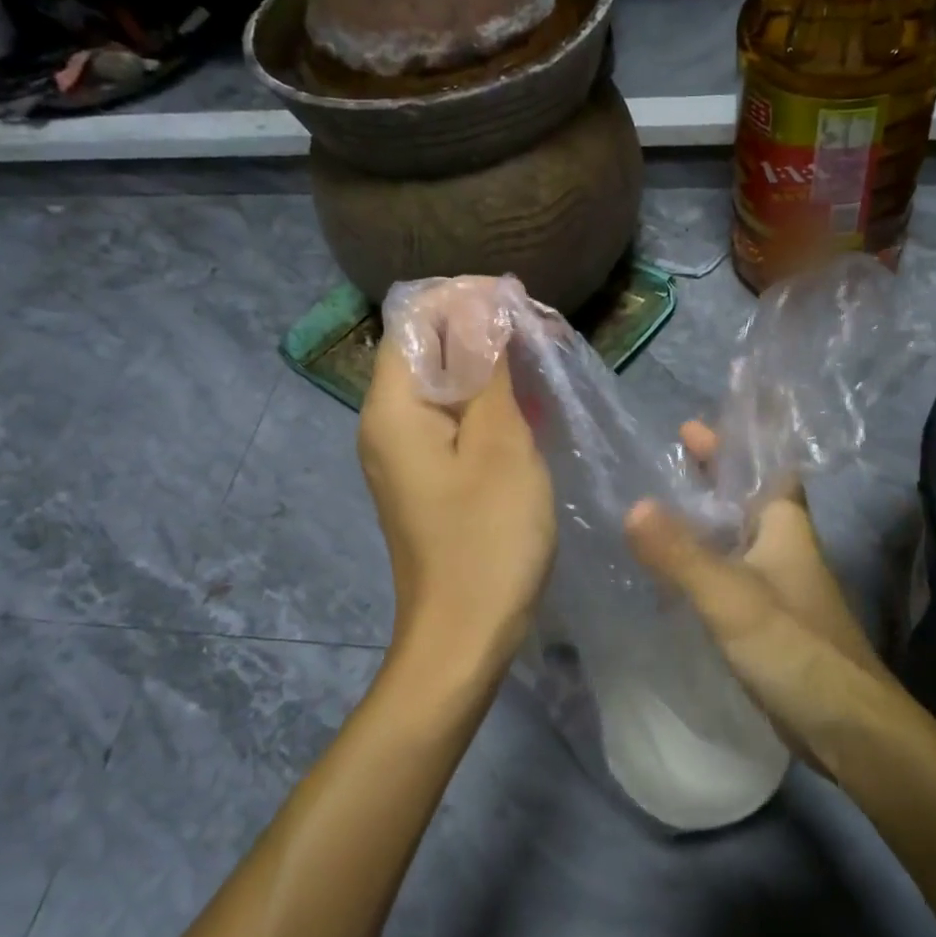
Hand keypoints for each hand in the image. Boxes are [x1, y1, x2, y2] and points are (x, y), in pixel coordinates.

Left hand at [358, 320, 554, 677]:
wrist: (464, 638)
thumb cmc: (487, 540)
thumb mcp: (500, 445)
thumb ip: (490, 369)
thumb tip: (488, 303)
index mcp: (393, 407)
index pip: (416, 319)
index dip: (466, 298)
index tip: (523, 305)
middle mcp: (387, 422)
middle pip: (429, 348)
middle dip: (486, 330)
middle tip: (547, 337)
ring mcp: (406, 453)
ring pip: (447, 384)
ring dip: (493, 367)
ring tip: (548, 365)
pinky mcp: (429, 477)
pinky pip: (455, 420)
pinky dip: (490, 405)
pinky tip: (533, 409)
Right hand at [625, 423, 899, 774]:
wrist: (847, 727)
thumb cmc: (795, 647)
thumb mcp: (731, 596)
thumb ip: (681, 554)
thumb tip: (633, 505)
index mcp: (785, 526)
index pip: (766, 467)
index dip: (735, 443)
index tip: (690, 426)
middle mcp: (784, 547)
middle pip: (746, 498)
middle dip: (712, 477)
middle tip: (667, 460)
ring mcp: (778, 585)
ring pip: (735, 538)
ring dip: (703, 520)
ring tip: (655, 509)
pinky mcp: (768, 621)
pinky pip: (727, 575)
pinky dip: (701, 563)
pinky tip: (670, 573)